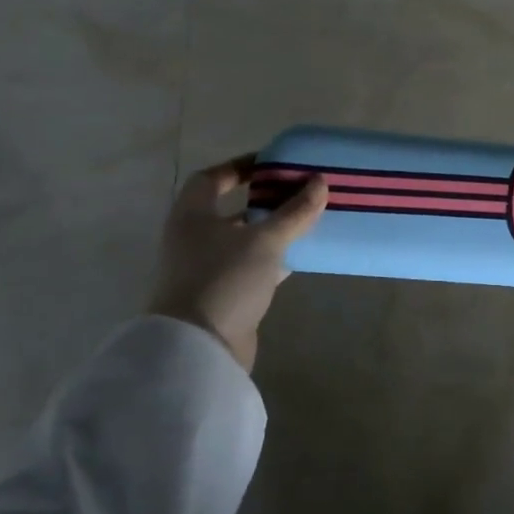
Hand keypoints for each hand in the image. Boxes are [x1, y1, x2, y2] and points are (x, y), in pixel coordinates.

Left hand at [147, 157, 327, 373]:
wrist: (199, 350)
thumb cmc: (224, 279)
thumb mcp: (264, 240)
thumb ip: (294, 211)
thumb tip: (320, 182)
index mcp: (193, 216)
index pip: (212, 179)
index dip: (241, 167)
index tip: (274, 163)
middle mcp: (195, 239)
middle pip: (232, 209)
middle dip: (266, 200)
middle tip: (301, 191)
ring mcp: (208, 269)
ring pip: (246, 240)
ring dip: (274, 230)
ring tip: (309, 219)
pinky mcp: (225, 295)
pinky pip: (254, 266)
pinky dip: (276, 259)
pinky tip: (303, 255)